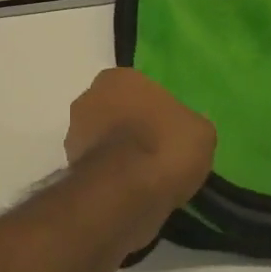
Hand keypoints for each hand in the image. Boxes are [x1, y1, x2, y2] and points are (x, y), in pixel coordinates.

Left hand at [65, 68, 214, 211]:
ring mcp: (74, 134)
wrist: (126, 193)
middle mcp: (88, 99)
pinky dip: (112, 176)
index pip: (138, 88)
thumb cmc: (164, 146)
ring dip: (120, 153)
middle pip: (116, 112)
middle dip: (132, 128)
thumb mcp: (200, 131)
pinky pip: (99, 167)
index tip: (170, 129)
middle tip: (159, 151)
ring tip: (148, 177)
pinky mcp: (70, 168)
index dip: (155, 109)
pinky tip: (133, 191)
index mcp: (117, 79)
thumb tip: (184, 132)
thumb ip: (188, 124)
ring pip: (104, 140)